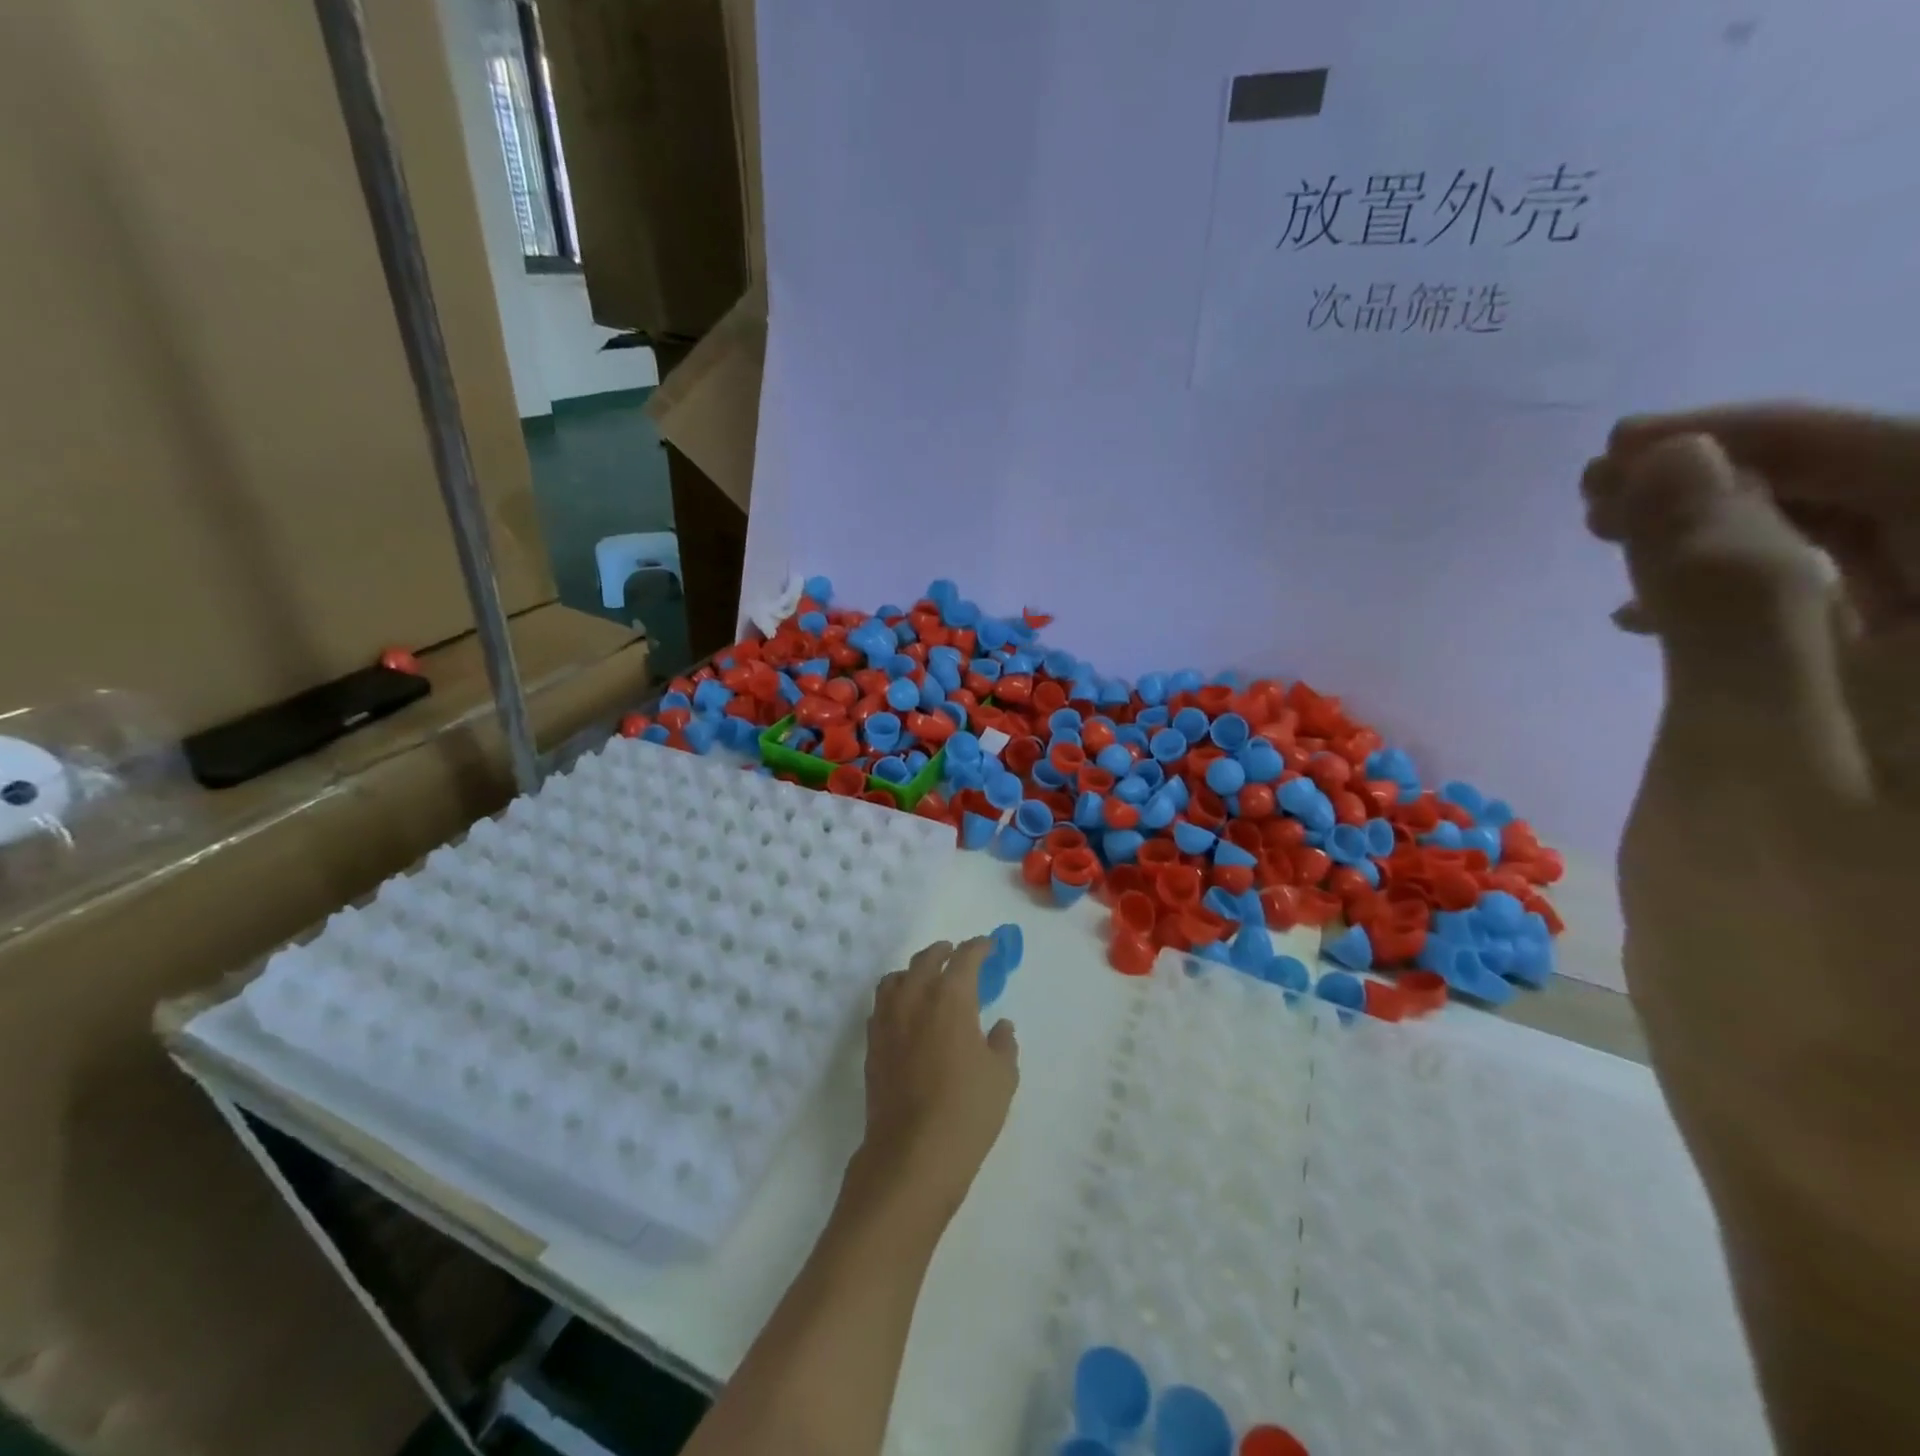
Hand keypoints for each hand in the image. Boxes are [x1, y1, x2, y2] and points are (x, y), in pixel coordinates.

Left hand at [850, 938, 1019, 1223]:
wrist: (911, 1154)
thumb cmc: (966, 1110)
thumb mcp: (1002, 1077)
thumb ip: (1003, 1044)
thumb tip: (1000, 1026)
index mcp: (950, 997)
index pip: (965, 957)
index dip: (979, 947)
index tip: (989, 946)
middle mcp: (915, 997)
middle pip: (926, 959)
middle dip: (943, 952)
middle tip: (956, 954)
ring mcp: (888, 1019)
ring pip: (896, 978)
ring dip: (914, 971)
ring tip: (926, 979)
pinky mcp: (872, 1044)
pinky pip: (882, 1005)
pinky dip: (896, 997)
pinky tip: (907, 1013)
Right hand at [1581, 406, 1919, 1238]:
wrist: (1870, 1145)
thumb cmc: (1812, 963)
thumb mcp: (1750, 764)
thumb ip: (1733, 601)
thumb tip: (1672, 467)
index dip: (1770, 440)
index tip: (1622, 449)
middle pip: (1903, 513)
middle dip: (1742, 483)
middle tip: (1600, 492)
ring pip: (1868, 573)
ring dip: (1735, 542)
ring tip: (1614, 545)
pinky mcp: (1904, 765)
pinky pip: (1838, 640)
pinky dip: (1744, 612)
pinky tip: (1661, 623)